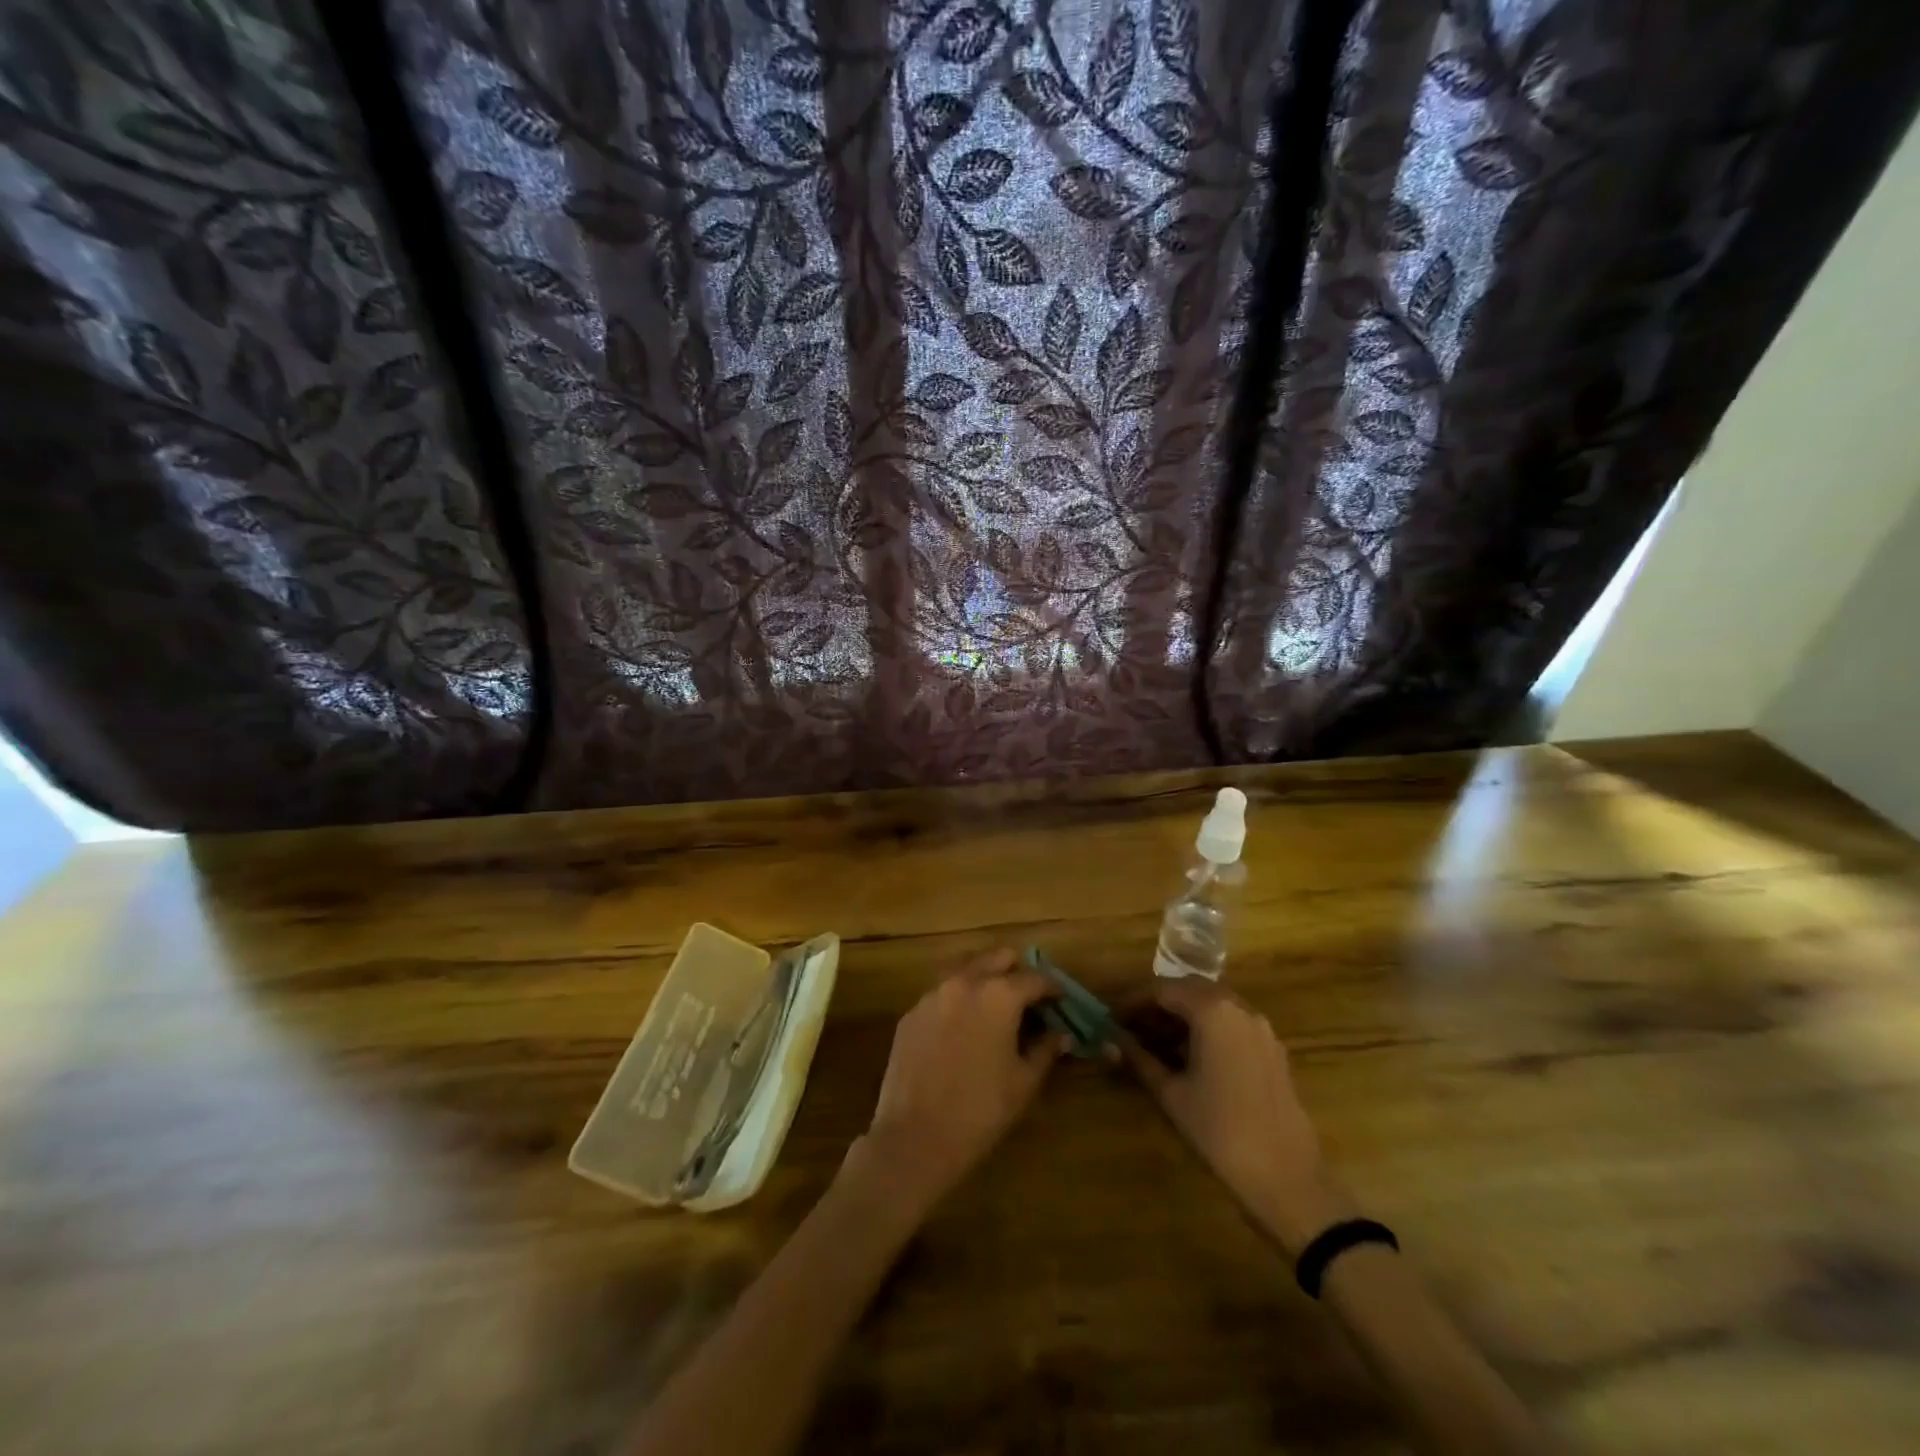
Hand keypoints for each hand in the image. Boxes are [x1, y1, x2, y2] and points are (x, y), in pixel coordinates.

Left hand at [844, 949, 1066, 1220]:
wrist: (915, 1136)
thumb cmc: (980, 1110)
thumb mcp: (1023, 1082)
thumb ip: (1045, 1050)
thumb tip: (1062, 1035)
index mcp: (999, 994)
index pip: (1035, 978)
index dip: (1053, 988)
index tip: (1061, 1001)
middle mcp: (965, 981)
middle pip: (998, 957)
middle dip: (1018, 971)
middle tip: (1029, 998)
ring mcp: (933, 994)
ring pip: (966, 967)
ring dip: (986, 977)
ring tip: (997, 1006)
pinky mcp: (912, 1012)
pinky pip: (942, 992)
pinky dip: (959, 998)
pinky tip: (964, 1026)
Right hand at [1119, 978, 1354, 1254]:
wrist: (1287, 1179)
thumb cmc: (1220, 1131)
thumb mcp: (1171, 1093)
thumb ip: (1139, 1059)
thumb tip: (1110, 1041)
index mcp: (1213, 1011)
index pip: (1163, 990)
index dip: (1134, 1002)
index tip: (1112, 1019)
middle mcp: (1240, 1008)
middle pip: (1190, 991)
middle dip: (1158, 1005)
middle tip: (1131, 1028)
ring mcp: (1261, 1028)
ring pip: (1213, 1006)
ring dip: (1183, 1017)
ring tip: (1154, 1044)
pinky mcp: (1272, 1050)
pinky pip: (1232, 1024)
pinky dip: (1207, 1030)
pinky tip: (1189, 1058)